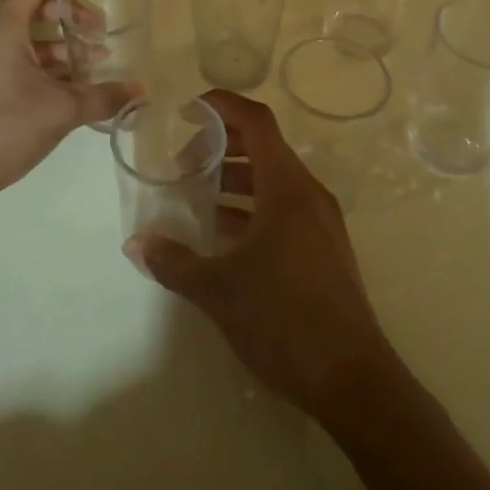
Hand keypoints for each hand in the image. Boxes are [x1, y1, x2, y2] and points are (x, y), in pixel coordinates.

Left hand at [0, 0, 135, 198]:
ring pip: (34, 39)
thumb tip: (141, 90)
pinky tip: (79, 89)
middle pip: (38, 7)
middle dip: (73, 14)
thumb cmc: (6, 126)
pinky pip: (28, 63)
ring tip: (97, 62)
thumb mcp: (62, 109)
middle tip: (101, 31)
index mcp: (7, 28)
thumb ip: (104, 96)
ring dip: (66, 44)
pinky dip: (54, 68)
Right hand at [128, 92, 397, 418]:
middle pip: (263, 148)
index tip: (186, 111)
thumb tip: (136, 245)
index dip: (221, 106)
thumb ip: (173, 262)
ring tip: (195, 200)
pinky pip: (282, 209)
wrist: (353, 382)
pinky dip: (250, 209)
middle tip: (182, 166)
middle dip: (219, 148)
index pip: (256, 121)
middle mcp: (308, 195)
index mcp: (287, 187)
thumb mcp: (218, 289)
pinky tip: (222, 237)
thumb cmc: (284, 320)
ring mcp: (320, 223)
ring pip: (272, 181)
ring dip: (234, 181)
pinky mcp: (323, 250)